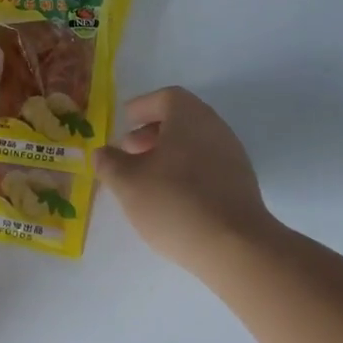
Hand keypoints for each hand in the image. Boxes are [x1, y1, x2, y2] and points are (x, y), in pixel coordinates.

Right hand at [95, 87, 278, 274]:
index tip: (125, 120)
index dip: (142, 106)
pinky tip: (172, 197)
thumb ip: (110, 163)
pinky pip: (208, 164)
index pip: (165, 97)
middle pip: (181, 119)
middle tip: (129, 151)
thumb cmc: (174, 203)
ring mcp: (232, 154)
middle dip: (152, 132)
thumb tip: (102, 152)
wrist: (234, 245)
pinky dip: (187, 170)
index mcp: (189, 116)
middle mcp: (214, 127)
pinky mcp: (241, 182)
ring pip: (195, 143)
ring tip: (147, 177)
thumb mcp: (128, 183)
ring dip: (169, 153)